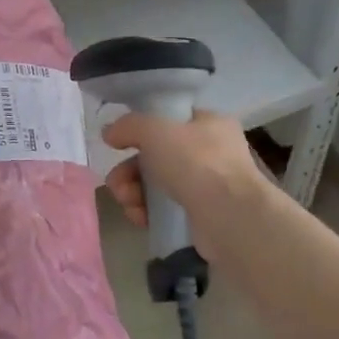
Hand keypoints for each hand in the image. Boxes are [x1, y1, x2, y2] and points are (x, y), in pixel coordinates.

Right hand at [101, 110, 268, 252]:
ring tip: (128, 202)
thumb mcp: (155, 130)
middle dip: (129, 170)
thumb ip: (128, 126)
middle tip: (117, 183)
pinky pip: (164, 209)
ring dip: (133, 192)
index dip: (141, 130)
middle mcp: (211, 152)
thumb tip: (110, 132)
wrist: (229, 216)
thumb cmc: (196, 162)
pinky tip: (140, 218)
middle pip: (157, 156)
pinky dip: (147, 212)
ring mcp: (207, 186)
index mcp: (209, 124)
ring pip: (157, 184)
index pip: (169, 120)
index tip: (119, 144)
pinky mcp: (200, 215)